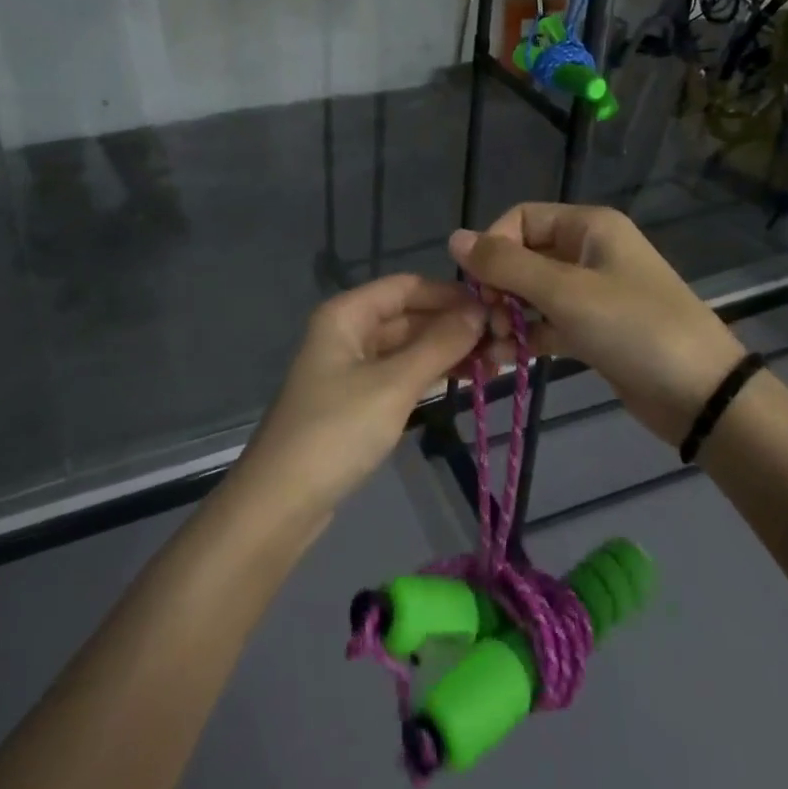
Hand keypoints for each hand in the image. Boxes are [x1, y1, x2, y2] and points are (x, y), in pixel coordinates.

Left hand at [235, 275, 483, 519]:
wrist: (282, 502)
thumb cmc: (337, 431)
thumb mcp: (393, 384)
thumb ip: (439, 344)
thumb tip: (480, 310)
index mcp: (347, 314)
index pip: (406, 286)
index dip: (450, 293)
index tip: (495, 306)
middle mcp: (348, 332)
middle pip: (408, 315)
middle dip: (453, 325)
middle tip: (506, 341)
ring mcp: (351, 367)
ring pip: (408, 346)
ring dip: (447, 351)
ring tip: (497, 362)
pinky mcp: (357, 400)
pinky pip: (401, 373)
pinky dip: (431, 374)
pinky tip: (467, 380)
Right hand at [449, 203, 747, 445]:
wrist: (702, 395)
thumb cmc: (634, 328)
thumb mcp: (565, 292)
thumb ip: (506, 265)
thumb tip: (453, 237)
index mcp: (588, 227)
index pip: (521, 219)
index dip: (494, 246)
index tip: (478, 286)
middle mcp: (589, 251)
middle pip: (524, 256)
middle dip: (498, 288)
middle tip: (488, 324)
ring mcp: (593, 292)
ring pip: (533, 293)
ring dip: (508, 316)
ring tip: (495, 347)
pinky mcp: (594, 329)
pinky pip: (548, 323)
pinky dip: (527, 337)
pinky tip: (504, 362)